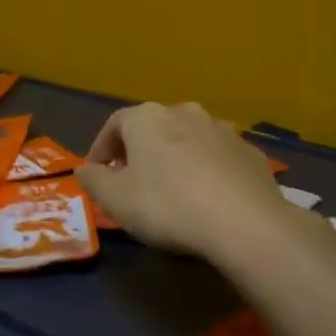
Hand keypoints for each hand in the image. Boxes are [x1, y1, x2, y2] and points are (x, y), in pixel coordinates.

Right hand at [76, 102, 294, 261]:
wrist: (245, 223)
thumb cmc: (167, 205)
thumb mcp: (115, 199)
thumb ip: (93, 180)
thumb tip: (84, 169)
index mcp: (148, 118)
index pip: (114, 124)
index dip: (101, 149)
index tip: (97, 174)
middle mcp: (185, 113)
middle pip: (153, 128)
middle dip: (139, 152)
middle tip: (132, 182)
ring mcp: (223, 131)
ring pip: (188, 141)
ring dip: (176, 159)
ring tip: (172, 191)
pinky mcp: (251, 154)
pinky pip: (219, 159)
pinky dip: (208, 172)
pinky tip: (208, 199)